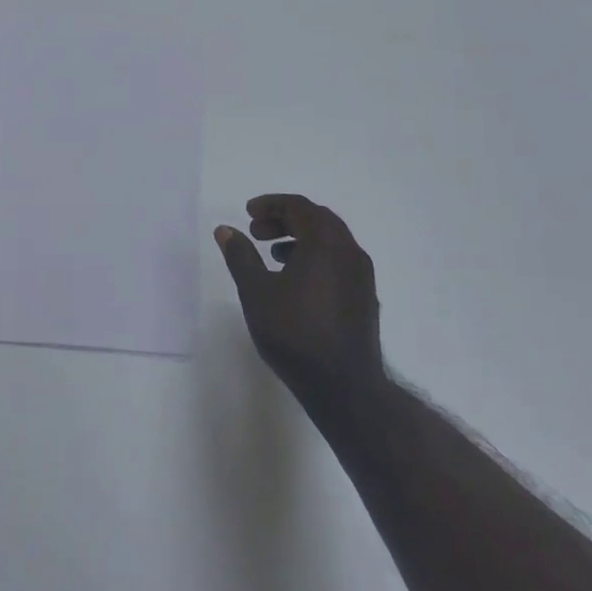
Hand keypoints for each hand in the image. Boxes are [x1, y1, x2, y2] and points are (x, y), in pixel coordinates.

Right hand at [215, 194, 384, 415]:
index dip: (271, 204)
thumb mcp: (256, 292)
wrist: (345, 386)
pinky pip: (338, 260)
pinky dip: (315, 256)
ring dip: (300, 238)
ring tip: (273, 256)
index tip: (248, 214)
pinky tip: (295, 281)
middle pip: (317, 219)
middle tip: (256, 232)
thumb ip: (240, 256)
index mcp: (325, 243)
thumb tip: (226, 229)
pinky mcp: (364, 297)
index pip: (299, 206)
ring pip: (330, 241)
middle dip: (285, 219)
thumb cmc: (295, 333)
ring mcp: (362, 275)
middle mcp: (349, 251)